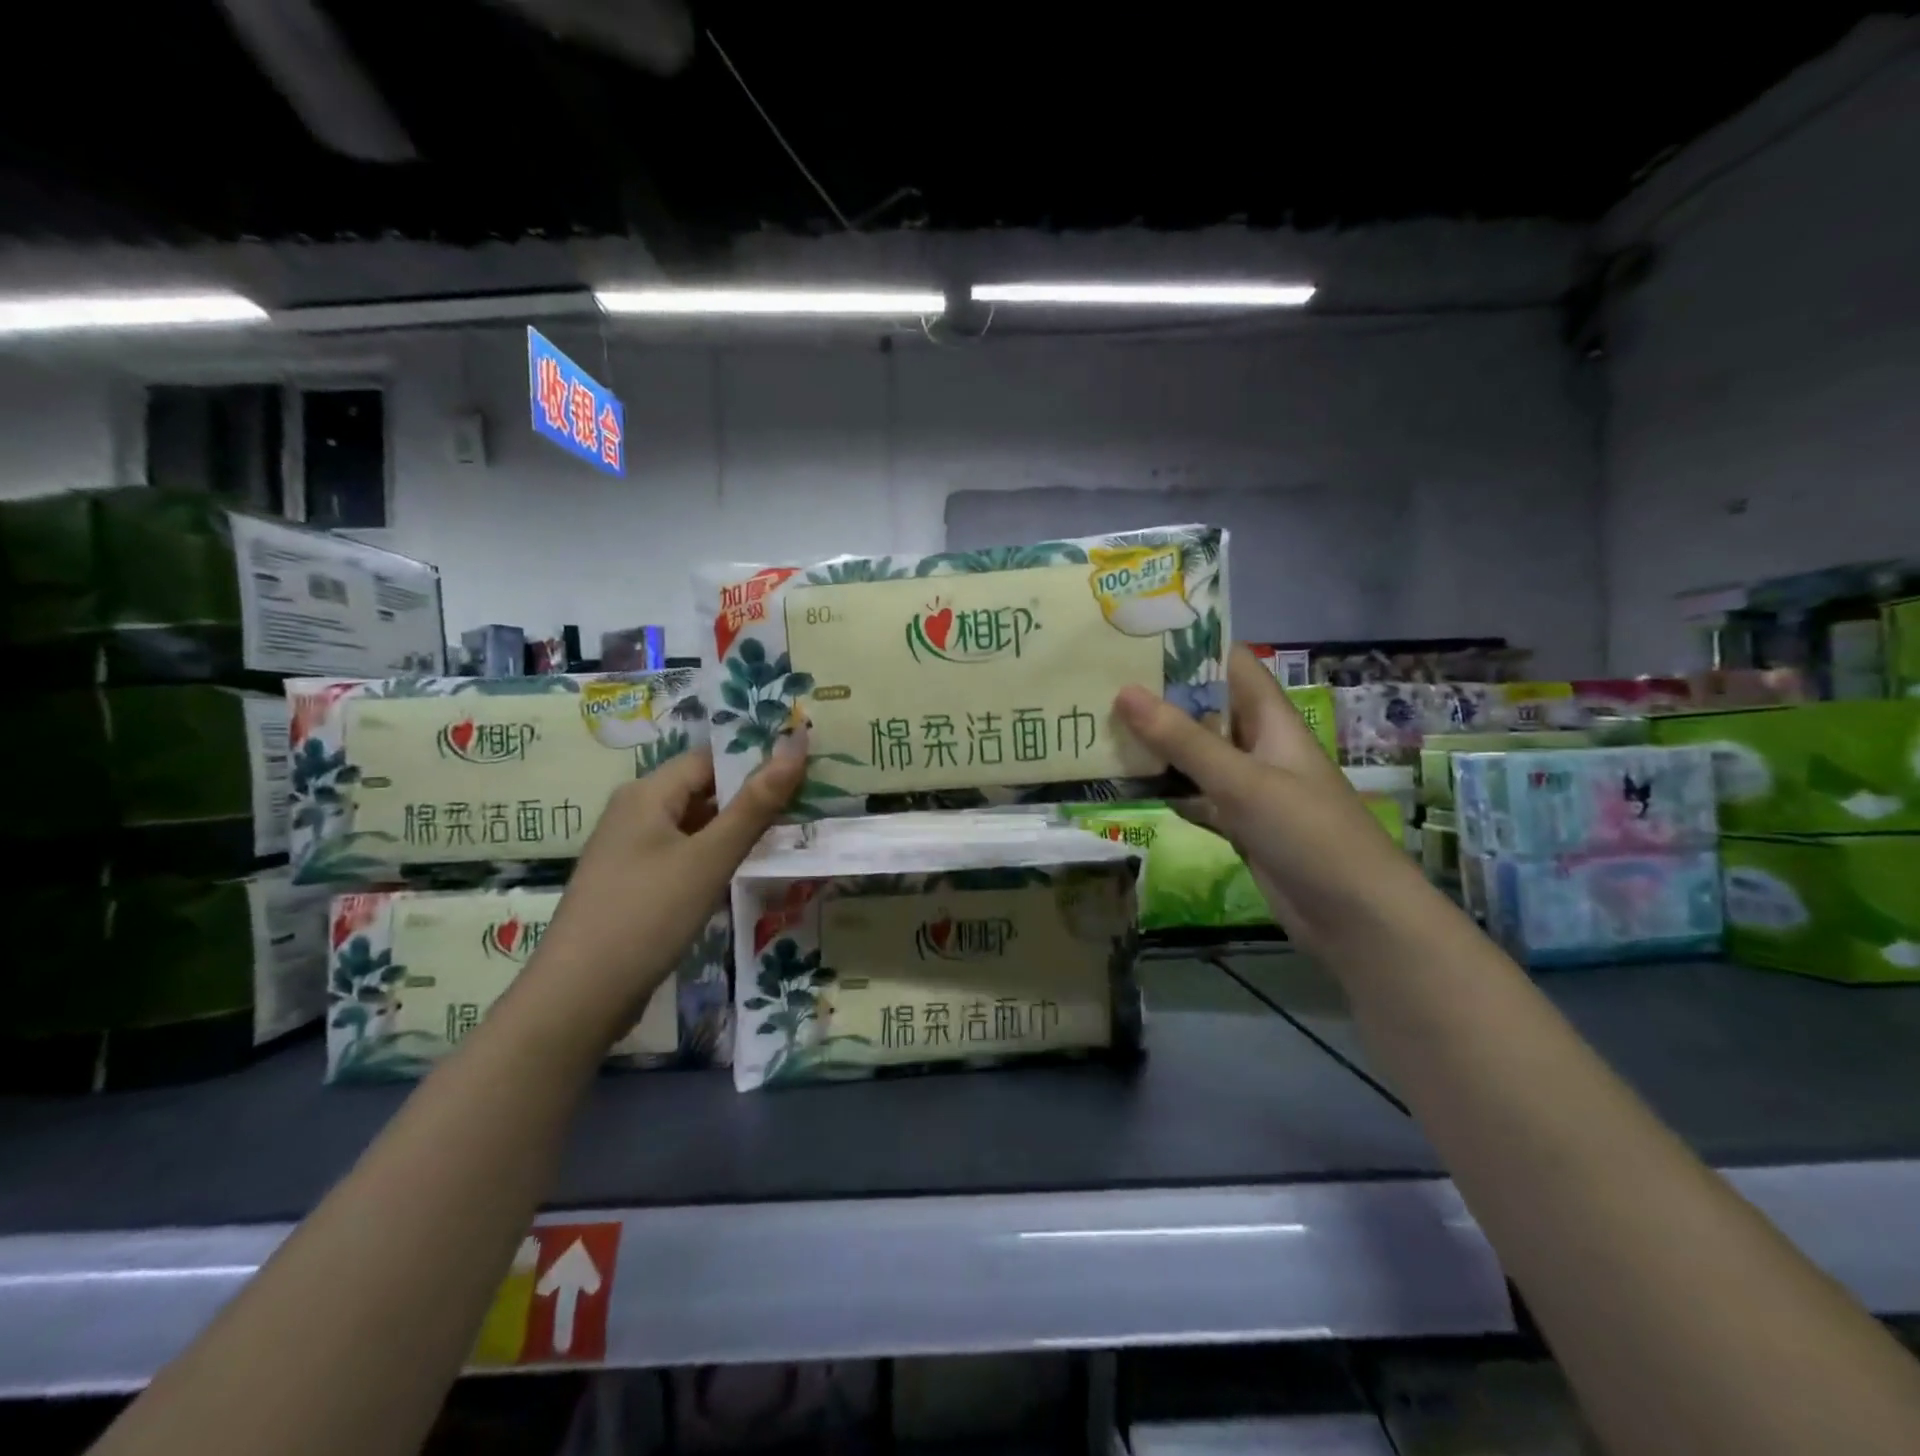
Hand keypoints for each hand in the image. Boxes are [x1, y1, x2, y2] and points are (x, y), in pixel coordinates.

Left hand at [526, 734, 806, 1045]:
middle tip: (806, 805)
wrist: (578, 998)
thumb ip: (756, 804)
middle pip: (702, 789)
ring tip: (787, 837)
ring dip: (736, 830)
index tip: (805, 774)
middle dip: (751, 798)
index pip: (711, 759)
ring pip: (695, 826)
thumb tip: (796, 744)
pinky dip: (714, 857)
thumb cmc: (647, 915)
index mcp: (647, 793)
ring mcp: (631, 851)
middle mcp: (634, 812)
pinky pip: (682, 855)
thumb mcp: (709, 858)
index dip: (757, 762)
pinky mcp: (634, 884)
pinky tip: (743, 873)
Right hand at [1114, 645, 1421, 950]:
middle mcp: (1259, 746)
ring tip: (1101, 727)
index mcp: (1272, 721)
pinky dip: (1168, 791)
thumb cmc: (1308, 833)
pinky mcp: (1240, 824)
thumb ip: (1183, 739)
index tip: (1138, 635)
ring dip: (1159, 746)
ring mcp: (1250, 787)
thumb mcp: (1242, 781)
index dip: (1192, 646)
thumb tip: (1124, 692)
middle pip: (1206, 709)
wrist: (1354, 917)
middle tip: (1101, 683)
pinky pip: (1197, 796)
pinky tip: (1129, 786)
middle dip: (1161, 697)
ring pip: (1197, 755)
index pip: (1232, 665)